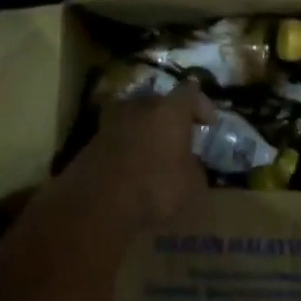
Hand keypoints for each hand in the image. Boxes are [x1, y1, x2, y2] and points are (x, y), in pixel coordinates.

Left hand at [56, 79, 214, 231]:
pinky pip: (118, 137)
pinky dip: (127, 146)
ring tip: (154, 149)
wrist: (97, 207)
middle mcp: (140, 107)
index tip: (208, 123)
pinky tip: (132, 165)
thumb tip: (191, 163)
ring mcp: (111, 122)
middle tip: (180, 136)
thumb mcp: (193, 187)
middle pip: (159, 101)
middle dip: (171, 116)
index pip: (190, 92)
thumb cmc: (156, 190)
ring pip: (135, 117)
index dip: (202, 105)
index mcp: (170, 111)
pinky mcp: (91, 142)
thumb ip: (195, 167)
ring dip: (146, 129)